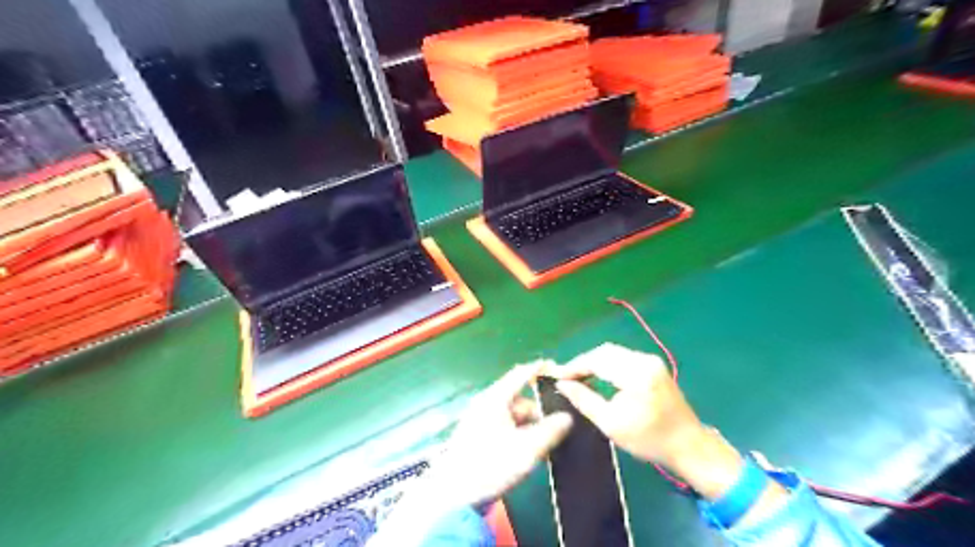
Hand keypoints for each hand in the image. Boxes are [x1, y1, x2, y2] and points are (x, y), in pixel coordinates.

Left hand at [427, 362, 573, 506]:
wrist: (454, 496)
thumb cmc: (491, 465)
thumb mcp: (527, 449)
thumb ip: (551, 431)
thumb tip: (568, 417)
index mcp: (495, 398)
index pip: (521, 374)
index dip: (540, 370)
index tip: (560, 371)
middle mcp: (486, 403)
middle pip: (519, 398)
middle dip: (539, 410)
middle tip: (557, 426)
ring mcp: (479, 419)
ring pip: (512, 415)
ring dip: (530, 425)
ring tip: (544, 444)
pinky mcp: (477, 435)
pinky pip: (504, 426)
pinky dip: (518, 433)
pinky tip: (528, 451)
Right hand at [544, 344, 705, 467]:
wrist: (689, 445)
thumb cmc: (649, 439)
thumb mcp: (611, 423)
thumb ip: (584, 400)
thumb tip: (562, 384)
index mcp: (636, 374)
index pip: (597, 359)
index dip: (574, 366)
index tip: (557, 376)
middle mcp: (644, 360)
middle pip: (605, 351)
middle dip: (583, 362)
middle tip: (566, 377)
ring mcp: (651, 360)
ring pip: (613, 352)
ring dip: (594, 362)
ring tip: (578, 377)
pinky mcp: (653, 365)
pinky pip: (623, 357)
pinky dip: (607, 364)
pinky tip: (598, 376)